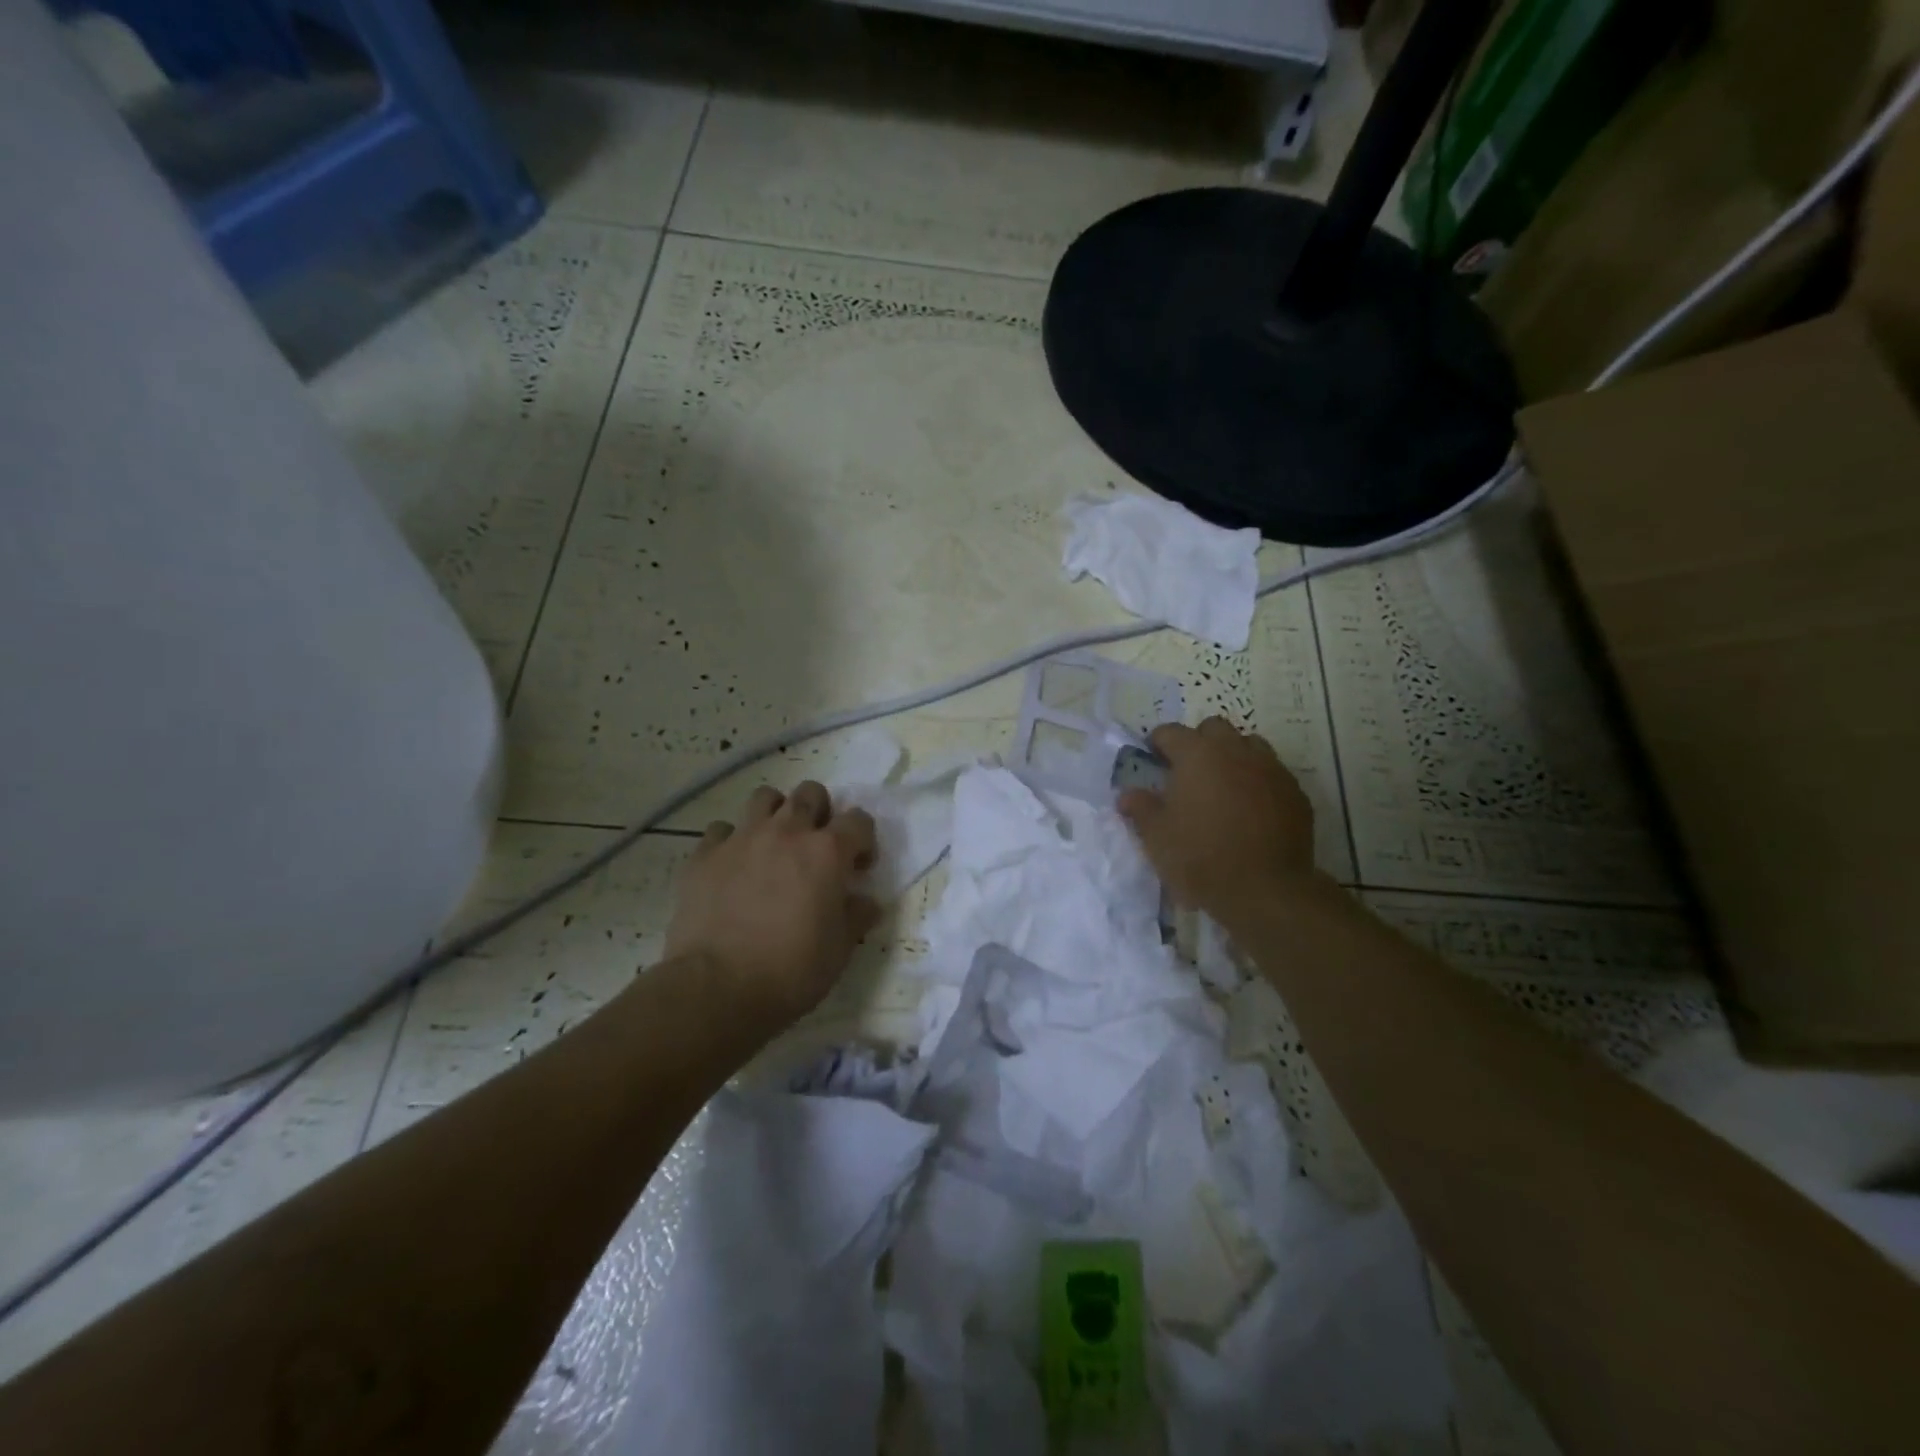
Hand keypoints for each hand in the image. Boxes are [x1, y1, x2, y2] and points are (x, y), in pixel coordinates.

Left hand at [664, 782, 880, 1025]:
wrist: (717, 988)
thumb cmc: (791, 971)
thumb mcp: (841, 950)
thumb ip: (857, 916)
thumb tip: (866, 901)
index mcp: (827, 852)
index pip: (859, 820)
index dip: (863, 841)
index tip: (858, 868)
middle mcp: (787, 832)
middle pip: (811, 793)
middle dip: (820, 812)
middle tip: (816, 847)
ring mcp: (742, 839)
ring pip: (764, 797)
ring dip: (776, 814)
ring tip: (774, 845)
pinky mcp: (704, 854)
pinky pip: (722, 829)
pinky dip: (732, 841)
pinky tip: (733, 867)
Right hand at [1118, 718, 1319, 918]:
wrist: (1266, 889)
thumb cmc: (1200, 857)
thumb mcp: (1156, 837)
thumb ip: (1140, 808)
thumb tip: (1127, 794)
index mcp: (1197, 755)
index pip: (1171, 732)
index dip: (1157, 742)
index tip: (1152, 758)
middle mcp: (1236, 752)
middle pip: (1214, 728)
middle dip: (1199, 741)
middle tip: (1189, 770)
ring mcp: (1271, 770)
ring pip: (1250, 746)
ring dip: (1233, 756)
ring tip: (1223, 786)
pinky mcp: (1296, 794)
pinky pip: (1273, 774)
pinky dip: (1258, 782)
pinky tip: (1251, 810)